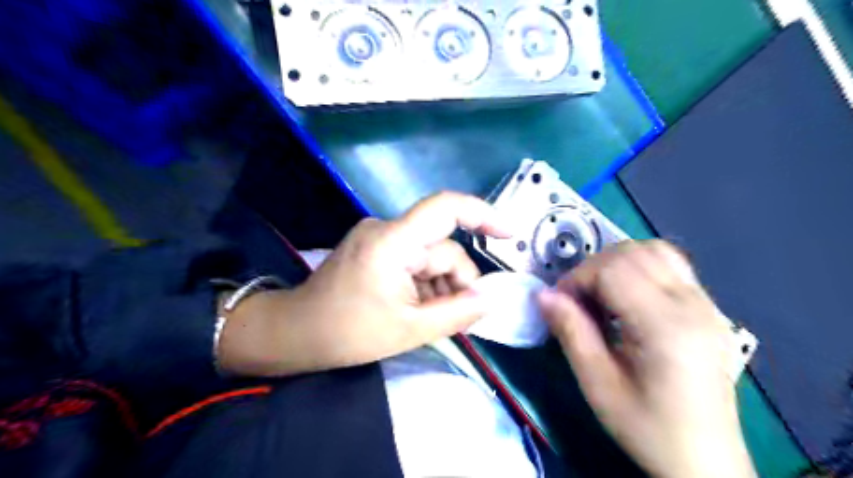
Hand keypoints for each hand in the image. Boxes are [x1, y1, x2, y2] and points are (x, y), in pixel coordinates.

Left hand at [219, 192, 508, 375]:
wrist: (296, 333)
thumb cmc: (348, 333)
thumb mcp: (410, 329)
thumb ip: (457, 313)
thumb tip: (490, 298)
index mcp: (393, 242)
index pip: (445, 208)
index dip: (482, 214)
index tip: (509, 234)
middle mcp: (387, 229)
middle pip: (442, 247)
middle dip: (456, 281)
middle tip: (459, 317)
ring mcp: (380, 237)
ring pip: (430, 257)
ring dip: (440, 286)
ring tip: (431, 318)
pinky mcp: (376, 248)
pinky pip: (414, 260)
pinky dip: (424, 283)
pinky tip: (418, 308)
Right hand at [535, 241, 754, 476]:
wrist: (707, 462)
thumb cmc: (648, 429)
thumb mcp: (598, 385)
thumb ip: (571, 332)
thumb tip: (542, 295)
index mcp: (665, 326)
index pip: (613, 269)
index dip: (577, 278)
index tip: (560, 304)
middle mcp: (692, 305)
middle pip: (632, 252)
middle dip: (593, 268)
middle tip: (578, 302)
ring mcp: (706, 304)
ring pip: (654, 250)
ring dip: (617, 262)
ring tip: (601, 295)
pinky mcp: (709, 309)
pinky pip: (671, 265)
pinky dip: (640, 267)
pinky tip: (628, 298)